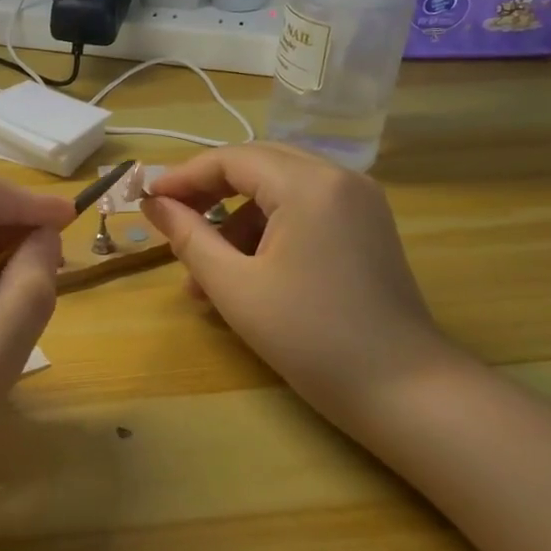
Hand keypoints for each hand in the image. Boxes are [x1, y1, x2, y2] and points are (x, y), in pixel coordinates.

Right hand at [141, 144, 461, 436]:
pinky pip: (304, 208)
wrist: (404, 390)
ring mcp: (358, 200)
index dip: (183, 177)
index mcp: (308, 184)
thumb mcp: (235, 287)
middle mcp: (338, 177)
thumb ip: (188, 236)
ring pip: (279, 188)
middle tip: (170, 221)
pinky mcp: (366, 225)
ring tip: (203, 273)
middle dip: (208, 192)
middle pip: (257, 164)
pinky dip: (268, 230)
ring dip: (236, 218)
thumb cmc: (310, 338)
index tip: (146, 200)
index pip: (231, 159)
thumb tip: (153, 203)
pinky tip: (245, 273)